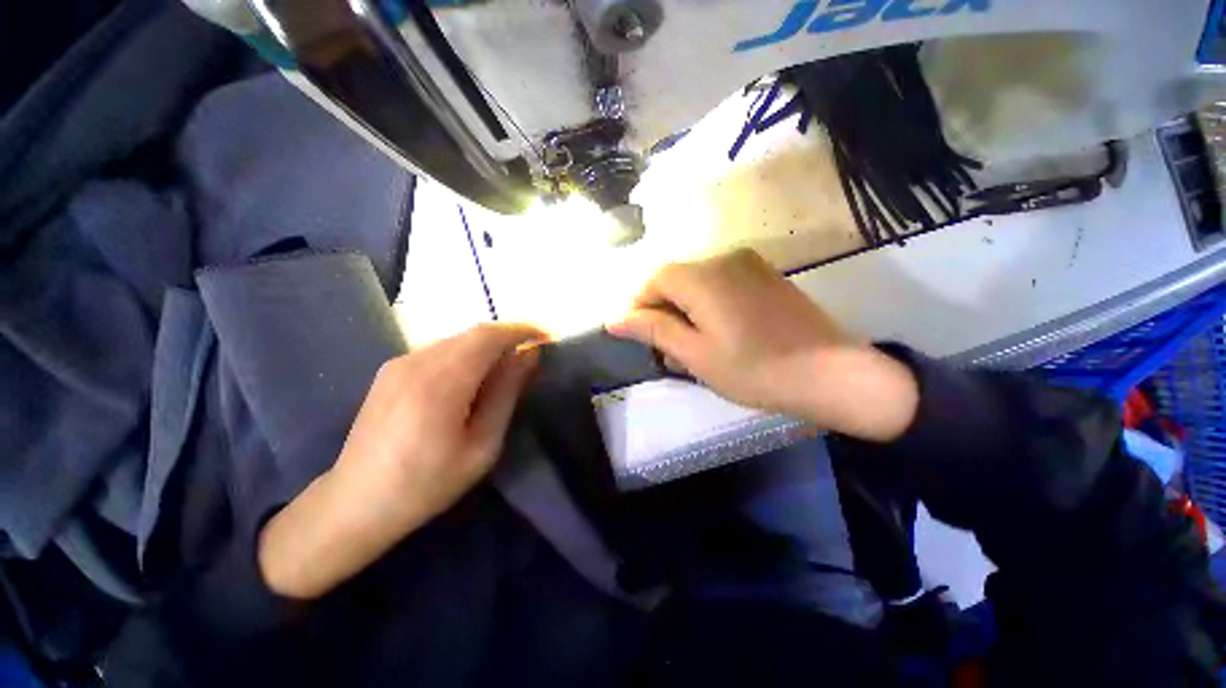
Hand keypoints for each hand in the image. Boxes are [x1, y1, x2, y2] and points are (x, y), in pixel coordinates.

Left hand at [259, 323, 544, 598]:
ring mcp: (399, 363)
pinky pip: (440, 349)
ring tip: (507, 369)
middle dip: (508, 337)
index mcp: (440, 383)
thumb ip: (506, 393)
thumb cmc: (427, 483)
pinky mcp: (391, 370)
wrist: (354, 503)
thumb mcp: (482, 445)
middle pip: (473, 333)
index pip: (488, 336)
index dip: (521, 331)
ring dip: (488, 346)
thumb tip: (529, 356)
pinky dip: (467, 354)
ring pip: (457, 339)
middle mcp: (416, 362)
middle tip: (531, 355)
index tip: (545, 338)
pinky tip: (473, 379)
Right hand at [607, 249, 917, 441]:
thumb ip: (654, 330)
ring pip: (698, 283)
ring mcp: (749, 265)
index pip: (654, 280)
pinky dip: (709, 306)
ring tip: (694, 347)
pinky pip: (722, 284)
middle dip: (664, 312)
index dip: (640, 306)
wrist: (832, 373)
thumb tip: (615, 319)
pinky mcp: (766, 276)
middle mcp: (723, 259)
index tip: (638, 336)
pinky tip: (720, 334)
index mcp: (702, 276)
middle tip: (668, 350)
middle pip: (676, 280)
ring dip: (686, 311)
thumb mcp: (695, 354)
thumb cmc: (754, 369)